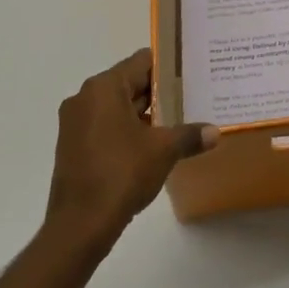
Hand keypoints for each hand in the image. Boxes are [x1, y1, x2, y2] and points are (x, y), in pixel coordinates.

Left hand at [45, 50, 216, 248]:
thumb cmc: (122, 174)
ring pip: (117, 107)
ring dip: (144, 113)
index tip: (190, 74)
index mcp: (104, 88)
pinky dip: (127, 130)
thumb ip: (190, 135)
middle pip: (128, 83)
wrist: (80, 225)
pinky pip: (105, 126)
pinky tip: (152, 145)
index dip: (168, 66)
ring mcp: (75, 123)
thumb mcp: (164, 150)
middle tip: (190, 98)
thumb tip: (215, 132)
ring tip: (177, 121)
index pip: (141, 62)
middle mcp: (85, 98)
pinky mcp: (73, 146)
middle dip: (158, 92)